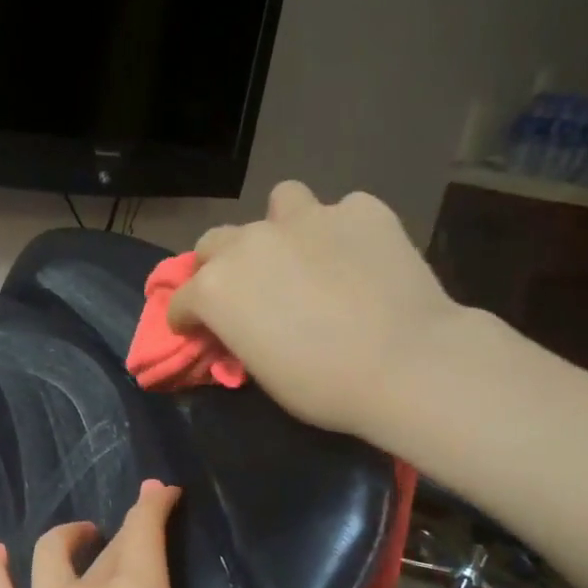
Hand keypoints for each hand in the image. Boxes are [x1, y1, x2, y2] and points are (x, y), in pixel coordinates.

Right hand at [167, 180, 463, 447]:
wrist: (406, 363)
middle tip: (246, 291)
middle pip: (215, 242)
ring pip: (280, 202)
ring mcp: (308, 218)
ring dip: (281, 226)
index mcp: (217, 287)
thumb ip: (240, 334)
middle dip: (220, 265)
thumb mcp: (261, 371)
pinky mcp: (361, 209)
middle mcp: (251, 242)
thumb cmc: (322, 386)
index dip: (187, 318)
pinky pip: (342, 212)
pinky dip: (343, 232)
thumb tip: (243, 326)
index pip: (180, 299)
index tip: (197, 331)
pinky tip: (360, 257)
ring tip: (303, 252)